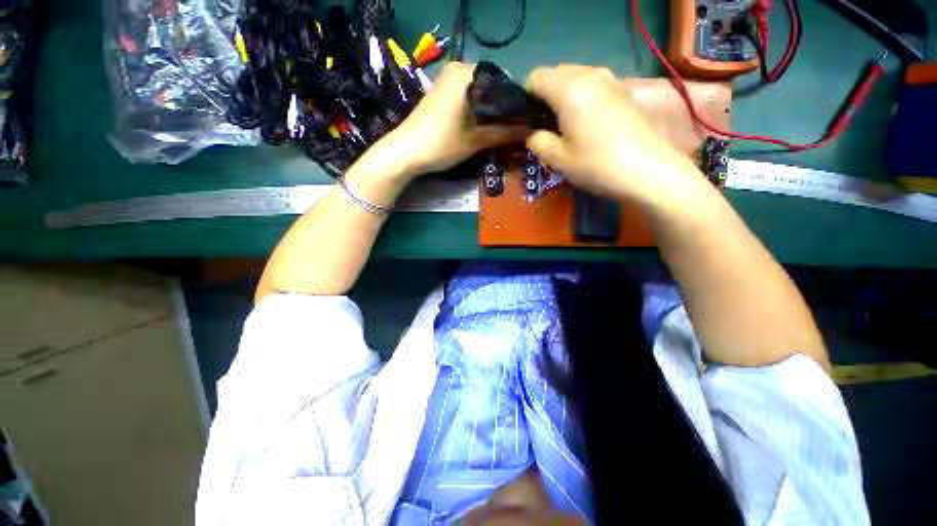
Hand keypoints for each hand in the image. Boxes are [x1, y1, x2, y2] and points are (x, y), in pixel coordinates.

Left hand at [377, 62, 528, 177]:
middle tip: (513, 127)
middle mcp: (458, 68)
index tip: (524, 120)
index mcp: (468, 73)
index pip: (504, 81)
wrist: (406, 152)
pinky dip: (478, 107)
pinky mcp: (441, 90)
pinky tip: (483, 123)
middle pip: (492, 85)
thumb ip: (505, 133)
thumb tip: (530, 130)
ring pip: (480, 91)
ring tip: (501, 127)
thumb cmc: (442, 144)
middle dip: (503, 106)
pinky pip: (467, 94)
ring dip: (491, 108)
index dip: (516, 102)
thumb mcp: (476, 140)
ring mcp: (447, 78)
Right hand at [524, 65, 699, 205]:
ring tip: (567, 126)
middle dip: (544, 97)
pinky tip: (587, 124)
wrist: (648, 170)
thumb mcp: (557, 158)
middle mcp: (589, 73)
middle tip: (547, 127)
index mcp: (568, 88)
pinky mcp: (623, 90)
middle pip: (555, 74)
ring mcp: (610, 79)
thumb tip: (532, 132)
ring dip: (563, 97)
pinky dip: (581, 98)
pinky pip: (592, 84)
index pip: (534, 78)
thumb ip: (536, 141)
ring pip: (574, 78)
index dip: (526, 99)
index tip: (530, 123)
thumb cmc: (597, 164)